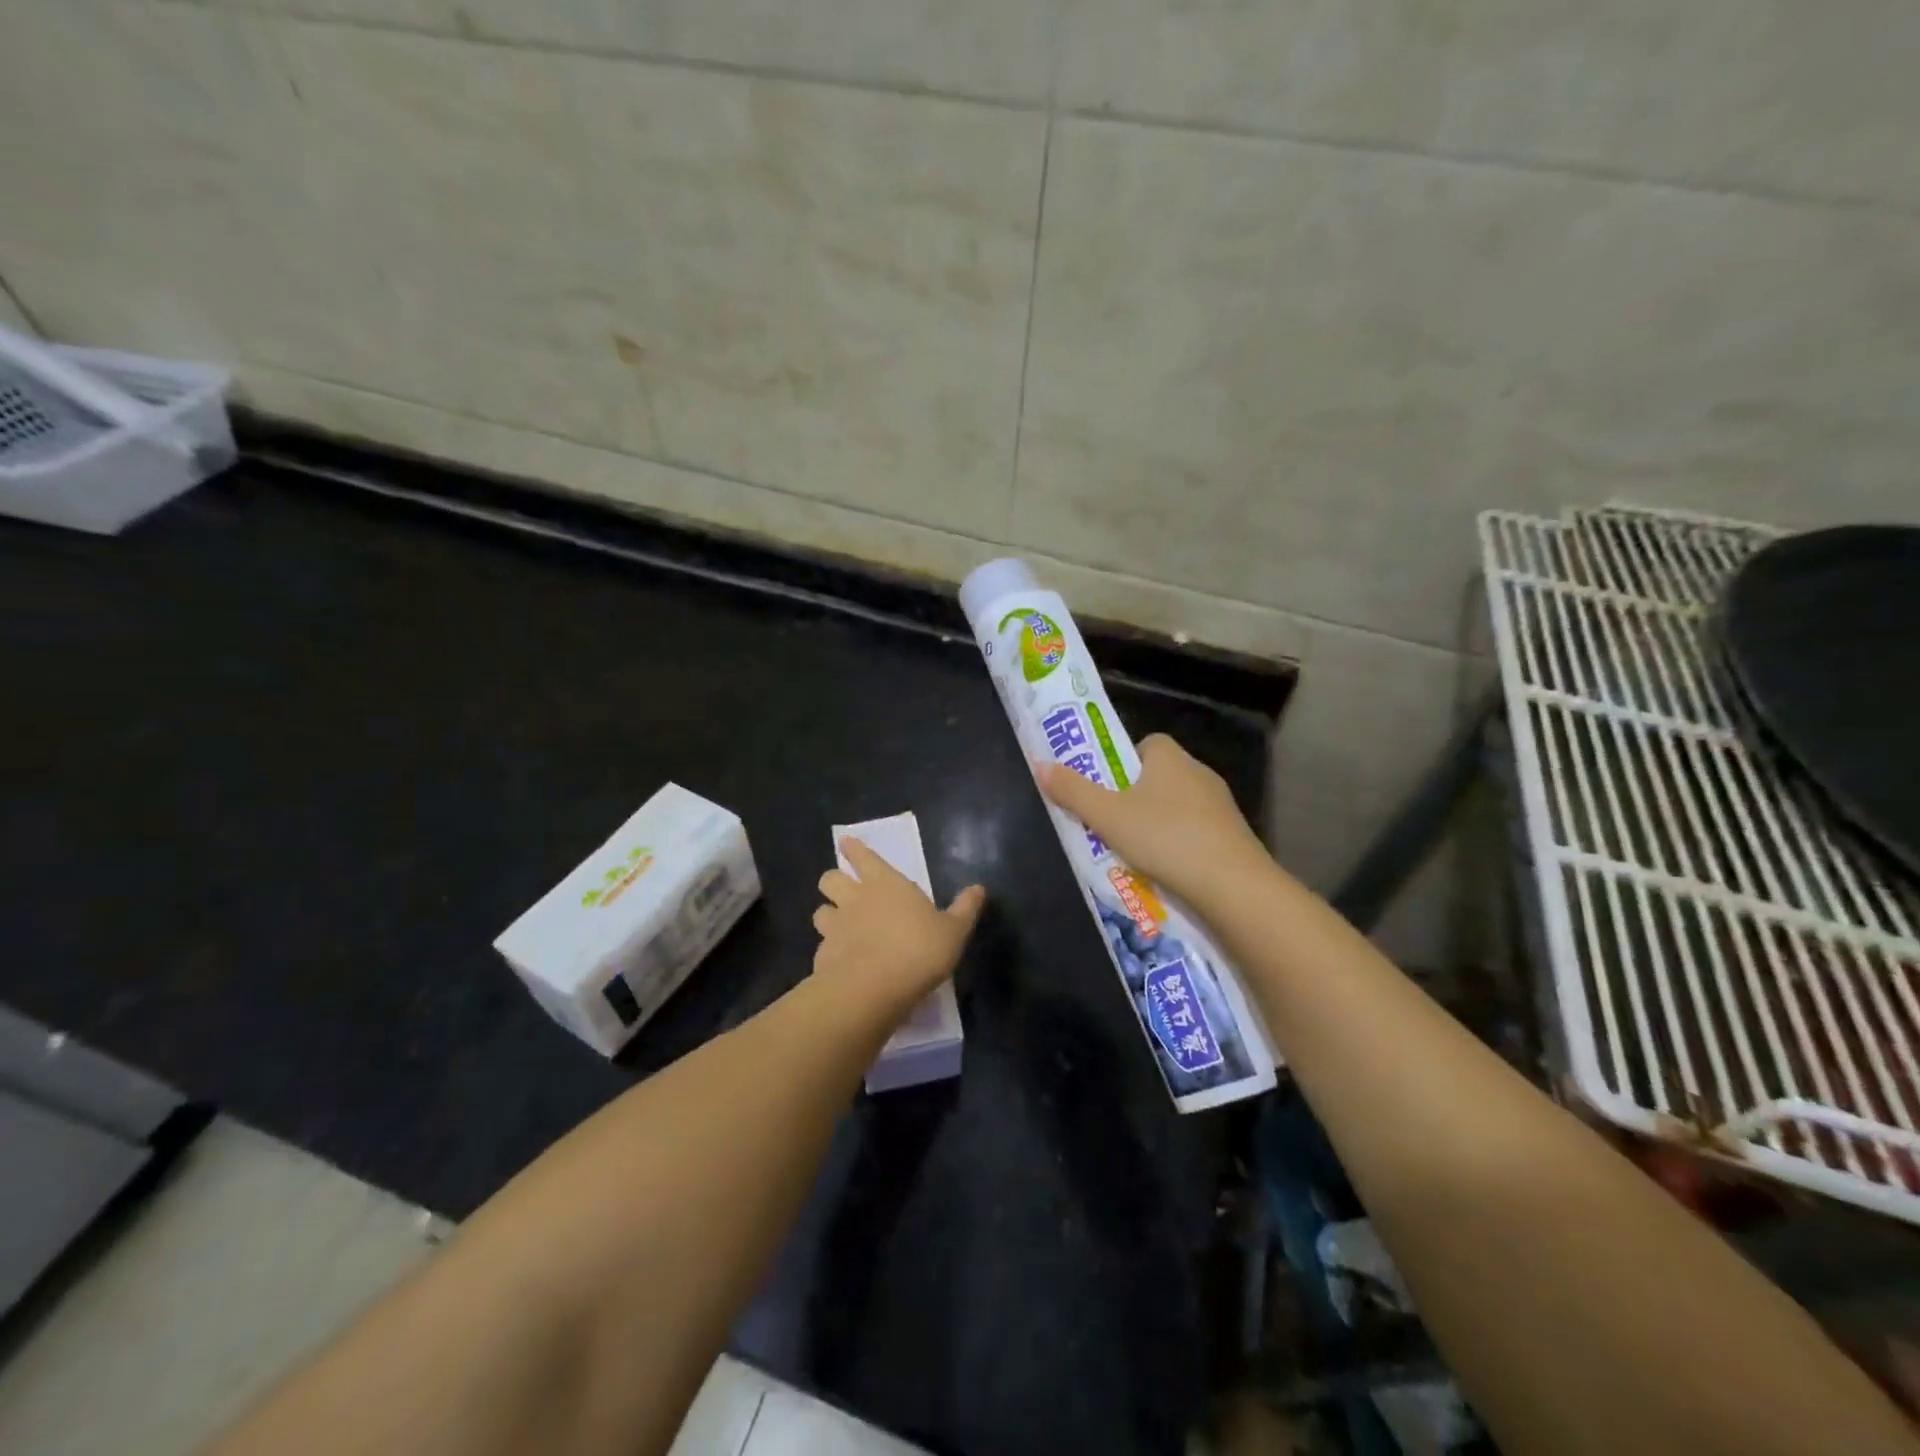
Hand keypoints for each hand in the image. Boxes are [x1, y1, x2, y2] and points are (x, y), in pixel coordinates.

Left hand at [813, 840, 984, 1019]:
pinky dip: (829, 951)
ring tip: (837, 926)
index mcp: (886, 884)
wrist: (874, 989)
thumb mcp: (954, 931)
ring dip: (828, 915)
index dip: (854, 849)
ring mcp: (835, 928)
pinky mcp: (822, 957)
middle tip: (842, 889)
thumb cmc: (919, 950)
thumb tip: (979, 888)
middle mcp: (855, 899)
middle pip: (830, 879)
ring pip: (820, 912)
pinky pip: (822, 947)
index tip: (845, 843)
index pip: (864, 857)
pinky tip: (840, 963)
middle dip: (833, 881)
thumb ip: (965, 909)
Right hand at [1036, 734, 1267, 905]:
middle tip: (1110, 823)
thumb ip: (1073, 791)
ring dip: (1156, 825)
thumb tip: (1040, 764)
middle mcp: (1199, 773)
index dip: (1121, 762)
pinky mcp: (1232, 837)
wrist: (1233, 885)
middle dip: (1134, 797)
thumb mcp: (1107, 816)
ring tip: (1132, 853)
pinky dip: (1178, 846)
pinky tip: (1165, 871)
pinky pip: (1196, 833)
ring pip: (1177, 807)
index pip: (1145, 744)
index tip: (1105, 788)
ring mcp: (1220, 806)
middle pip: (1159, 776)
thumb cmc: (1165, 838)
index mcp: (1170, 757)